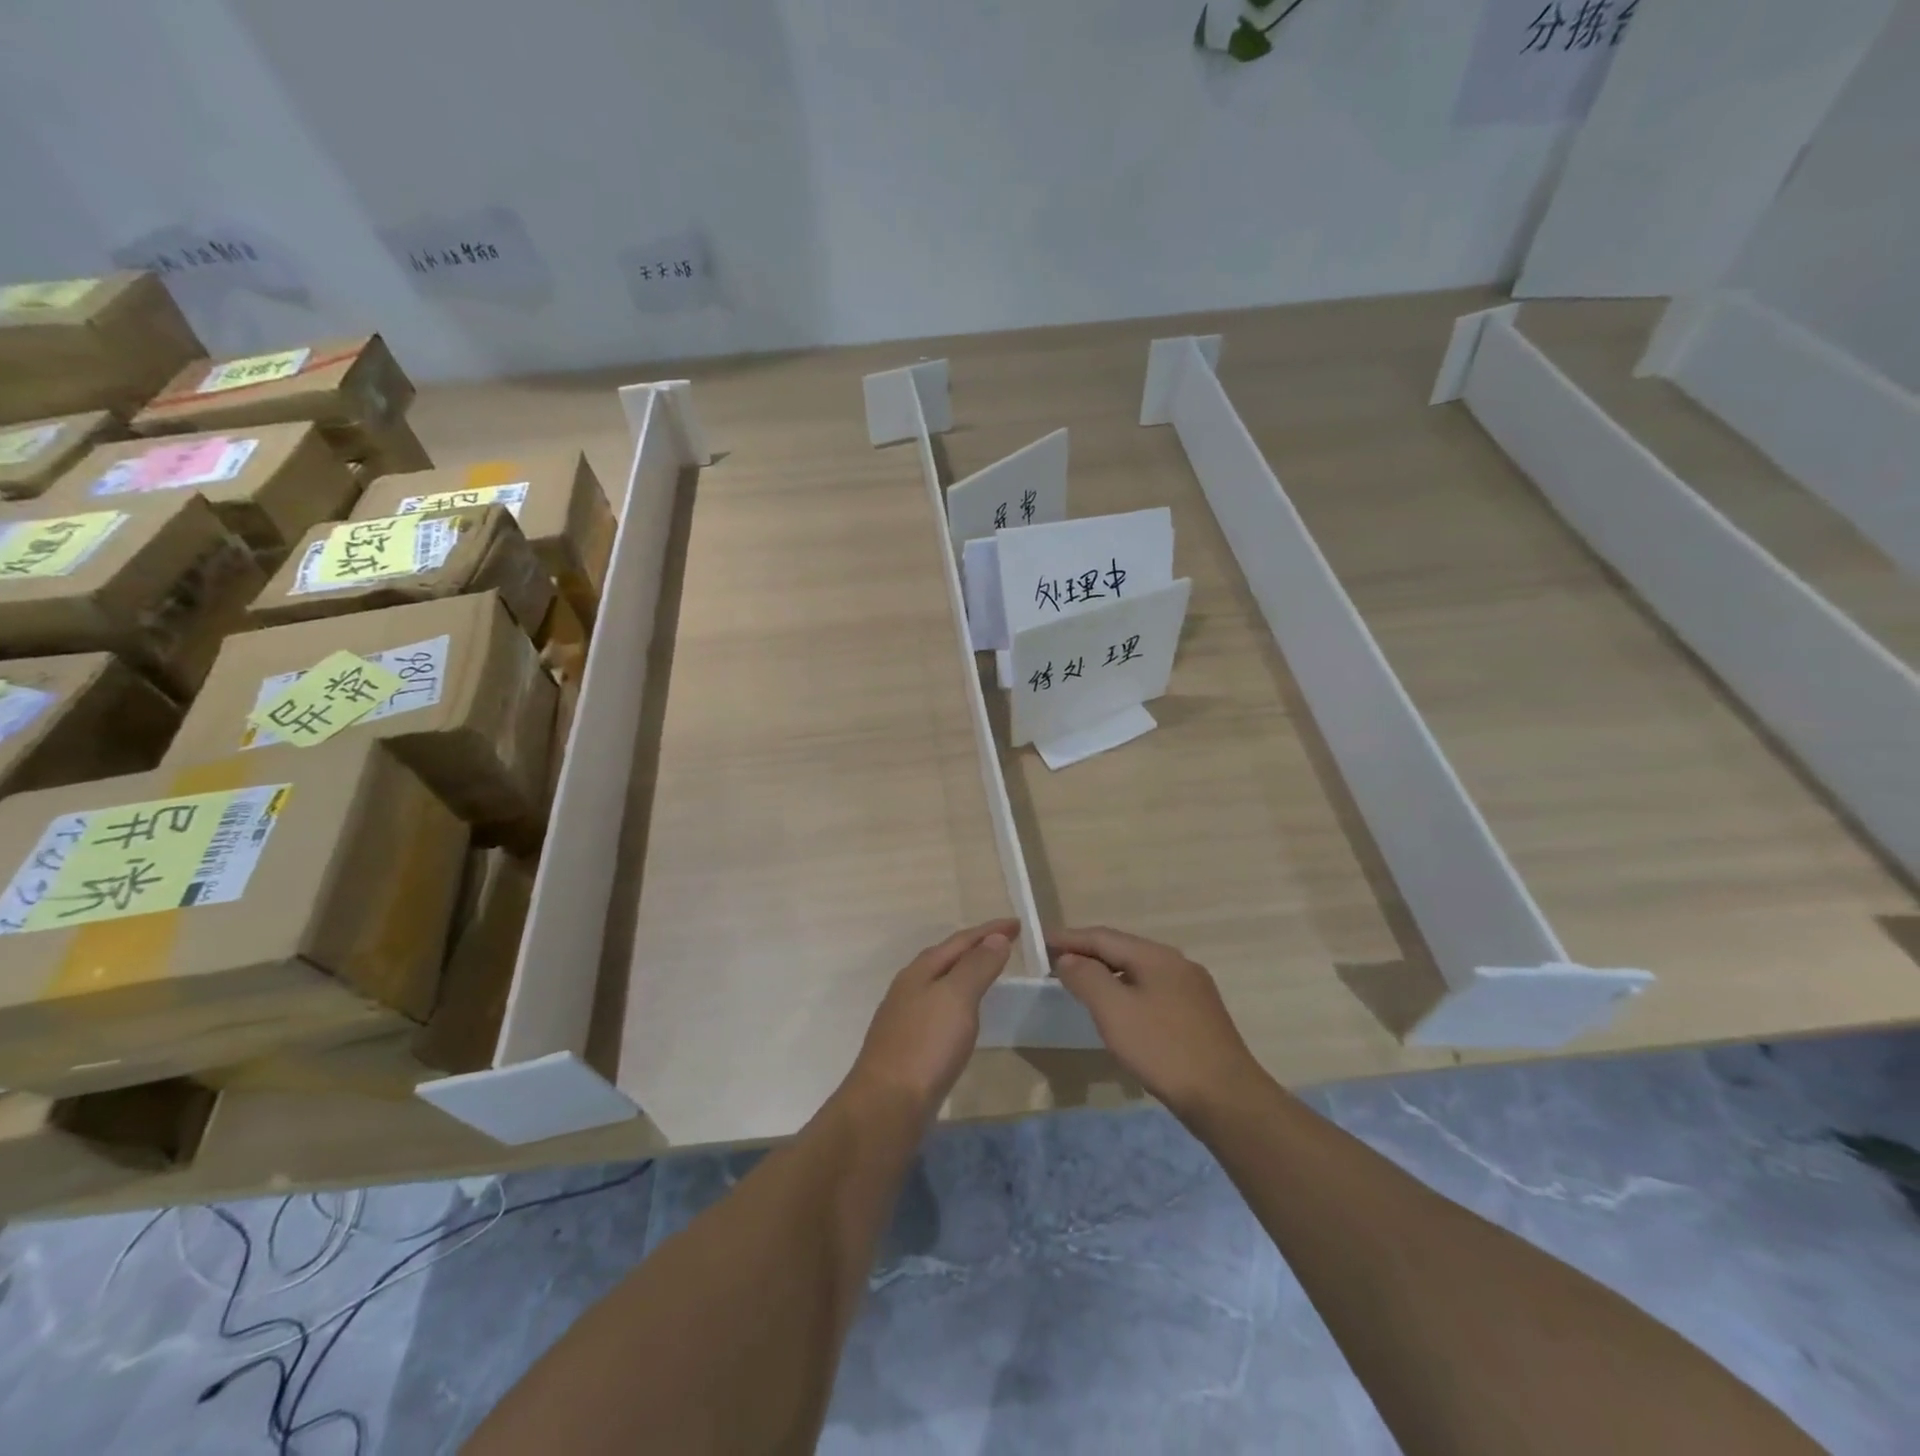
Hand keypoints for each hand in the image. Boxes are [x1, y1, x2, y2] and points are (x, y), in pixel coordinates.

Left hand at [845, 919, 1017, 1117]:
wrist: (887, 1105)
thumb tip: (996, 938)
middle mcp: (909, 987)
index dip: (990, 930)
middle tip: (1007, 944)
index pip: (960, 940)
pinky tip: (965, 1017)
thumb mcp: (957, 997)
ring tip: (990, 973)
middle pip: (947, 958)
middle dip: (976, 947)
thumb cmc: (926, 1045)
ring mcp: (906, 1017)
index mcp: (920, 971)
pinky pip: (940, 1009)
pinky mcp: (909, 1045)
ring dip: (966, 973)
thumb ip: (977, 966)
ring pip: (942, 983)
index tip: (1019, 924)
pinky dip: (959, 1001)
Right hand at [1050, 926, 1266, 1120]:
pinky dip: (1127, 991)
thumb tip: (1069, 958)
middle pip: (1123, 950)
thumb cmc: (1163, 1049)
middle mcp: (1177, 963)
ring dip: (1108, 974)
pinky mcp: (1199, 1016)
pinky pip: (1153, 991)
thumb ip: (1086, 978)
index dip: (1070, 938)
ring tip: (1082, 984)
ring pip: (1140, 971)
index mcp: (1156, 956)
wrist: (1227, 1098)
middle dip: (1088, 953)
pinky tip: (1120, 1011)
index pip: (1103, 937)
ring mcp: (1192, 989)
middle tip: (1057, 962)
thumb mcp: (1114, 1011)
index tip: (1042, 940)